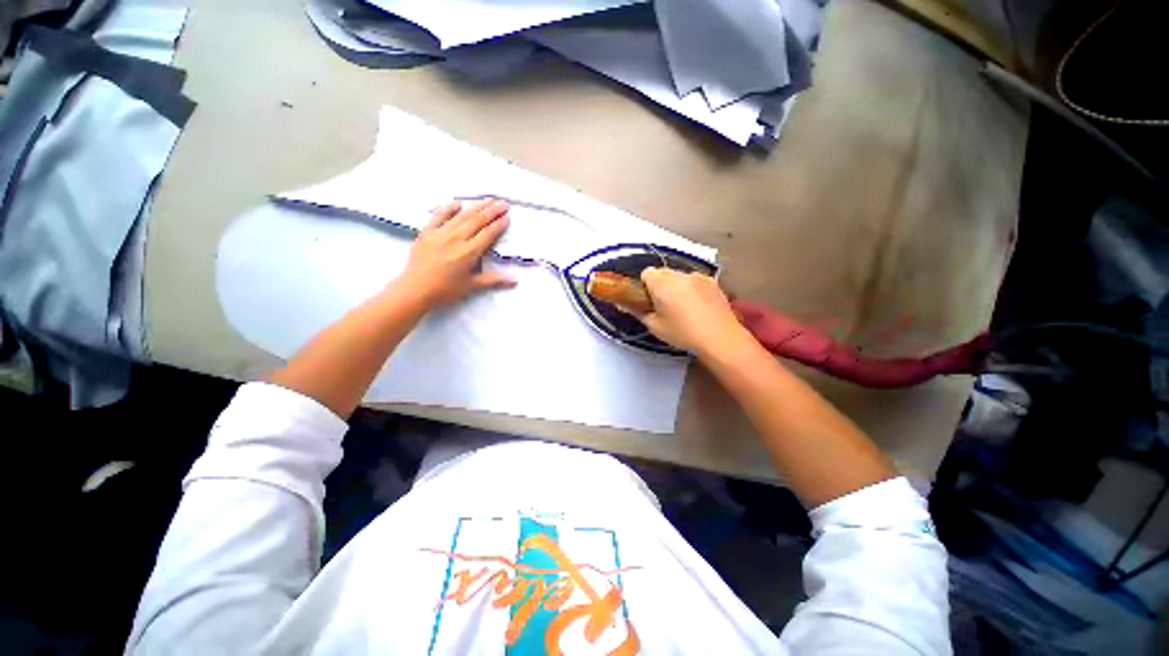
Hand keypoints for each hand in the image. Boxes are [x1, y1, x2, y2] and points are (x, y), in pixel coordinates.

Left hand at [395, 199, 515, 307]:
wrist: (415, 289)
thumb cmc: (445, 290)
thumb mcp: (472, 285)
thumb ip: (494, 280)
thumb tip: (514, 280)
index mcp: (469, 252)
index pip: (488, 234)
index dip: (499, 224)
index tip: (507, 217)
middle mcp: (456, 239)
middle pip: (477, 221)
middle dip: (492, 211)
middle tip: (502, 203)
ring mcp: (440, 233)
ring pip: (462, 216)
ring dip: (476, 207)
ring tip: (487, 200)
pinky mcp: (426, 233)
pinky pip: (438, 216)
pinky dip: (448, 208)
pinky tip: (457, 203)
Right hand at [635, 268, 751, 354]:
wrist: (719, 338)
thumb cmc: (682, 333)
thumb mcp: (654, 326)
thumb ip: (637, 312)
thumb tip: (623, 304)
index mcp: (662, 282)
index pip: (646, 273)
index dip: (644, 286)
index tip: (648, 301)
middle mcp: (679, 274)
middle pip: (663, 273)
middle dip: (660, 285)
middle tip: (663, 306)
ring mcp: (699, 277)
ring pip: (680, 277)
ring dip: (677, 287)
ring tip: (683, 308)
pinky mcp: (713, 282)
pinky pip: (695, 281)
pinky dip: (692, 290)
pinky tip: (698, 307)